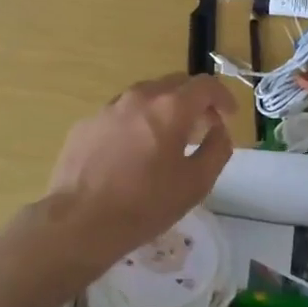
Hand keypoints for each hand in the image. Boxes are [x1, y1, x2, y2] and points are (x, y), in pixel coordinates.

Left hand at [40, 74, 236, 281]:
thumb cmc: (145, 205)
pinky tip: (131, 154)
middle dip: (194, 101)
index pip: (205, 85)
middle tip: (200, 128)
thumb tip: (219, 131)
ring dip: (163, 110)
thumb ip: (217, 149)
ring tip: (165, 140)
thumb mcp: (196, 183)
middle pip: (175, 84)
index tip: (228, 116)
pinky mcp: (86, 124)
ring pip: (145, 96)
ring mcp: (108, 108)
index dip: (223, 97)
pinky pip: (119, 114)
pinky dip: (135, 124)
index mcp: (170, 107)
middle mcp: (139, 97)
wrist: (79, 222)